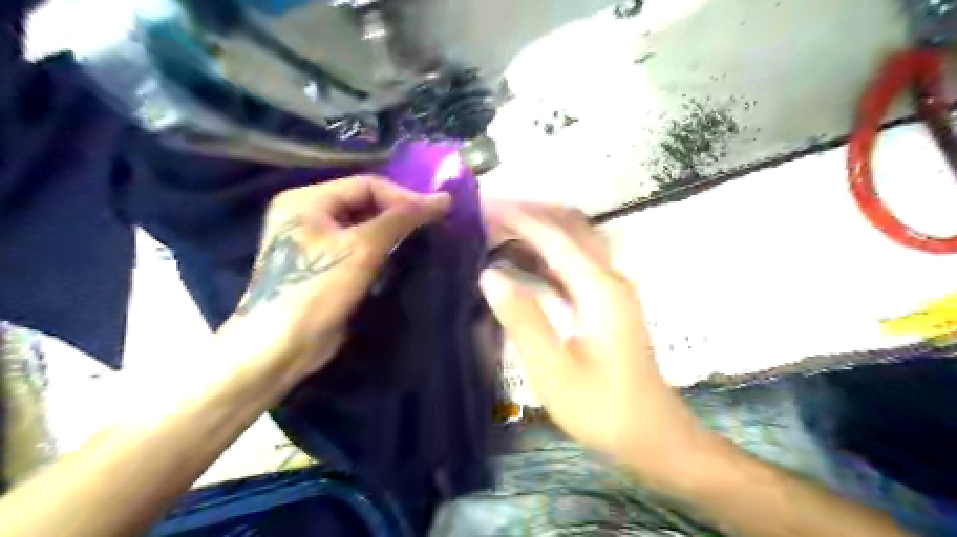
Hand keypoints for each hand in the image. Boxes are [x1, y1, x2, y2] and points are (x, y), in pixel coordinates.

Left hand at [219, 179, 453, 382]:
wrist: (282, 348)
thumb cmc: (316, 290)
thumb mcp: (361, 249)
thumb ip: (401, 220)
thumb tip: (444, 198)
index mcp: (306, 200)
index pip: (366, 185)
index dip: (403, 197)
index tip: (436, 214)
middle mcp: (307, 214)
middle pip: (364, 203)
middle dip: (399, 214)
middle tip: (433, 226)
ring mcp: (314, 241)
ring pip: (364, 226)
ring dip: (393, 232)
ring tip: (424, 239)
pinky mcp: (324, 266)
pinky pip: (359, 247)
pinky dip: (382, 249)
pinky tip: (404, 256)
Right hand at [483, 201, 704, 478]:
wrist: (651, 434)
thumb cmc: (601, 407)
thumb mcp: (553, 369)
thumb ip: (522, 318)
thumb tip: (490, 274)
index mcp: (599, 289)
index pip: (554, 237)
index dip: (517, 218)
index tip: (481, 207)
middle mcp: (608, 279)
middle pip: (570, 227)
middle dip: (529, 213)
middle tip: (487, 214)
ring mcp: (609, 289)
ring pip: (572, 242)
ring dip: (537, 230)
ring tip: (496, 230)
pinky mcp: (604, 302)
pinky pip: (572, 264)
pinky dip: (544, 254)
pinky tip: (519, 261)